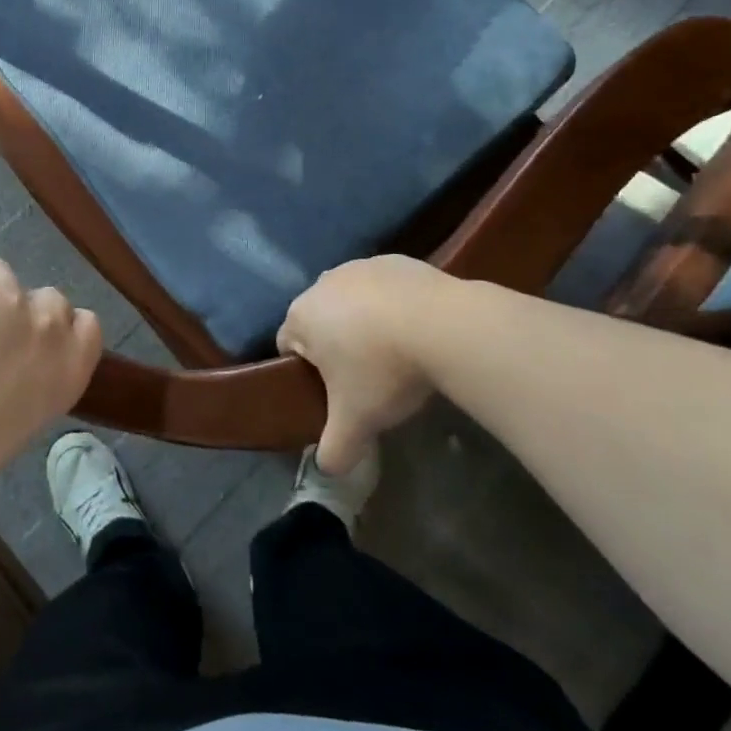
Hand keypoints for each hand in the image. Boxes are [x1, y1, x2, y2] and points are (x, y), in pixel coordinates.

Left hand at [0, 253, 102, 502]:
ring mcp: (9, 296)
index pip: (87, 324)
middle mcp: (49, 325)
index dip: (60, 329)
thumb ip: (39, 380)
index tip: (33, 344)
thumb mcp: (23, 422)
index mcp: (69, 367)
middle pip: (47, 297)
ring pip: (4, 276)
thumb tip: (24, 361)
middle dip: (22, 312)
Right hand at [278, 256, 441, 472]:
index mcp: (301, 316)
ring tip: (398, 353)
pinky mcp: (396, 261)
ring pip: (352, 300)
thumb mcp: (356, 422)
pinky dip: (395, 304)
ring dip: (366, 322)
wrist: (443, 326)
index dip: (306, 371)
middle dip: (337, 345)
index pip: (287, 345)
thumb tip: (326, 470)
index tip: (333, 392)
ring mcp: (360, 266)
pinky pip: (385, 287)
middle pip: (320, 319)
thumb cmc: (383, 370)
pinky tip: (419, 329)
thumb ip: (334, 449)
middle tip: (366, 378)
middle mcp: (322, 283)